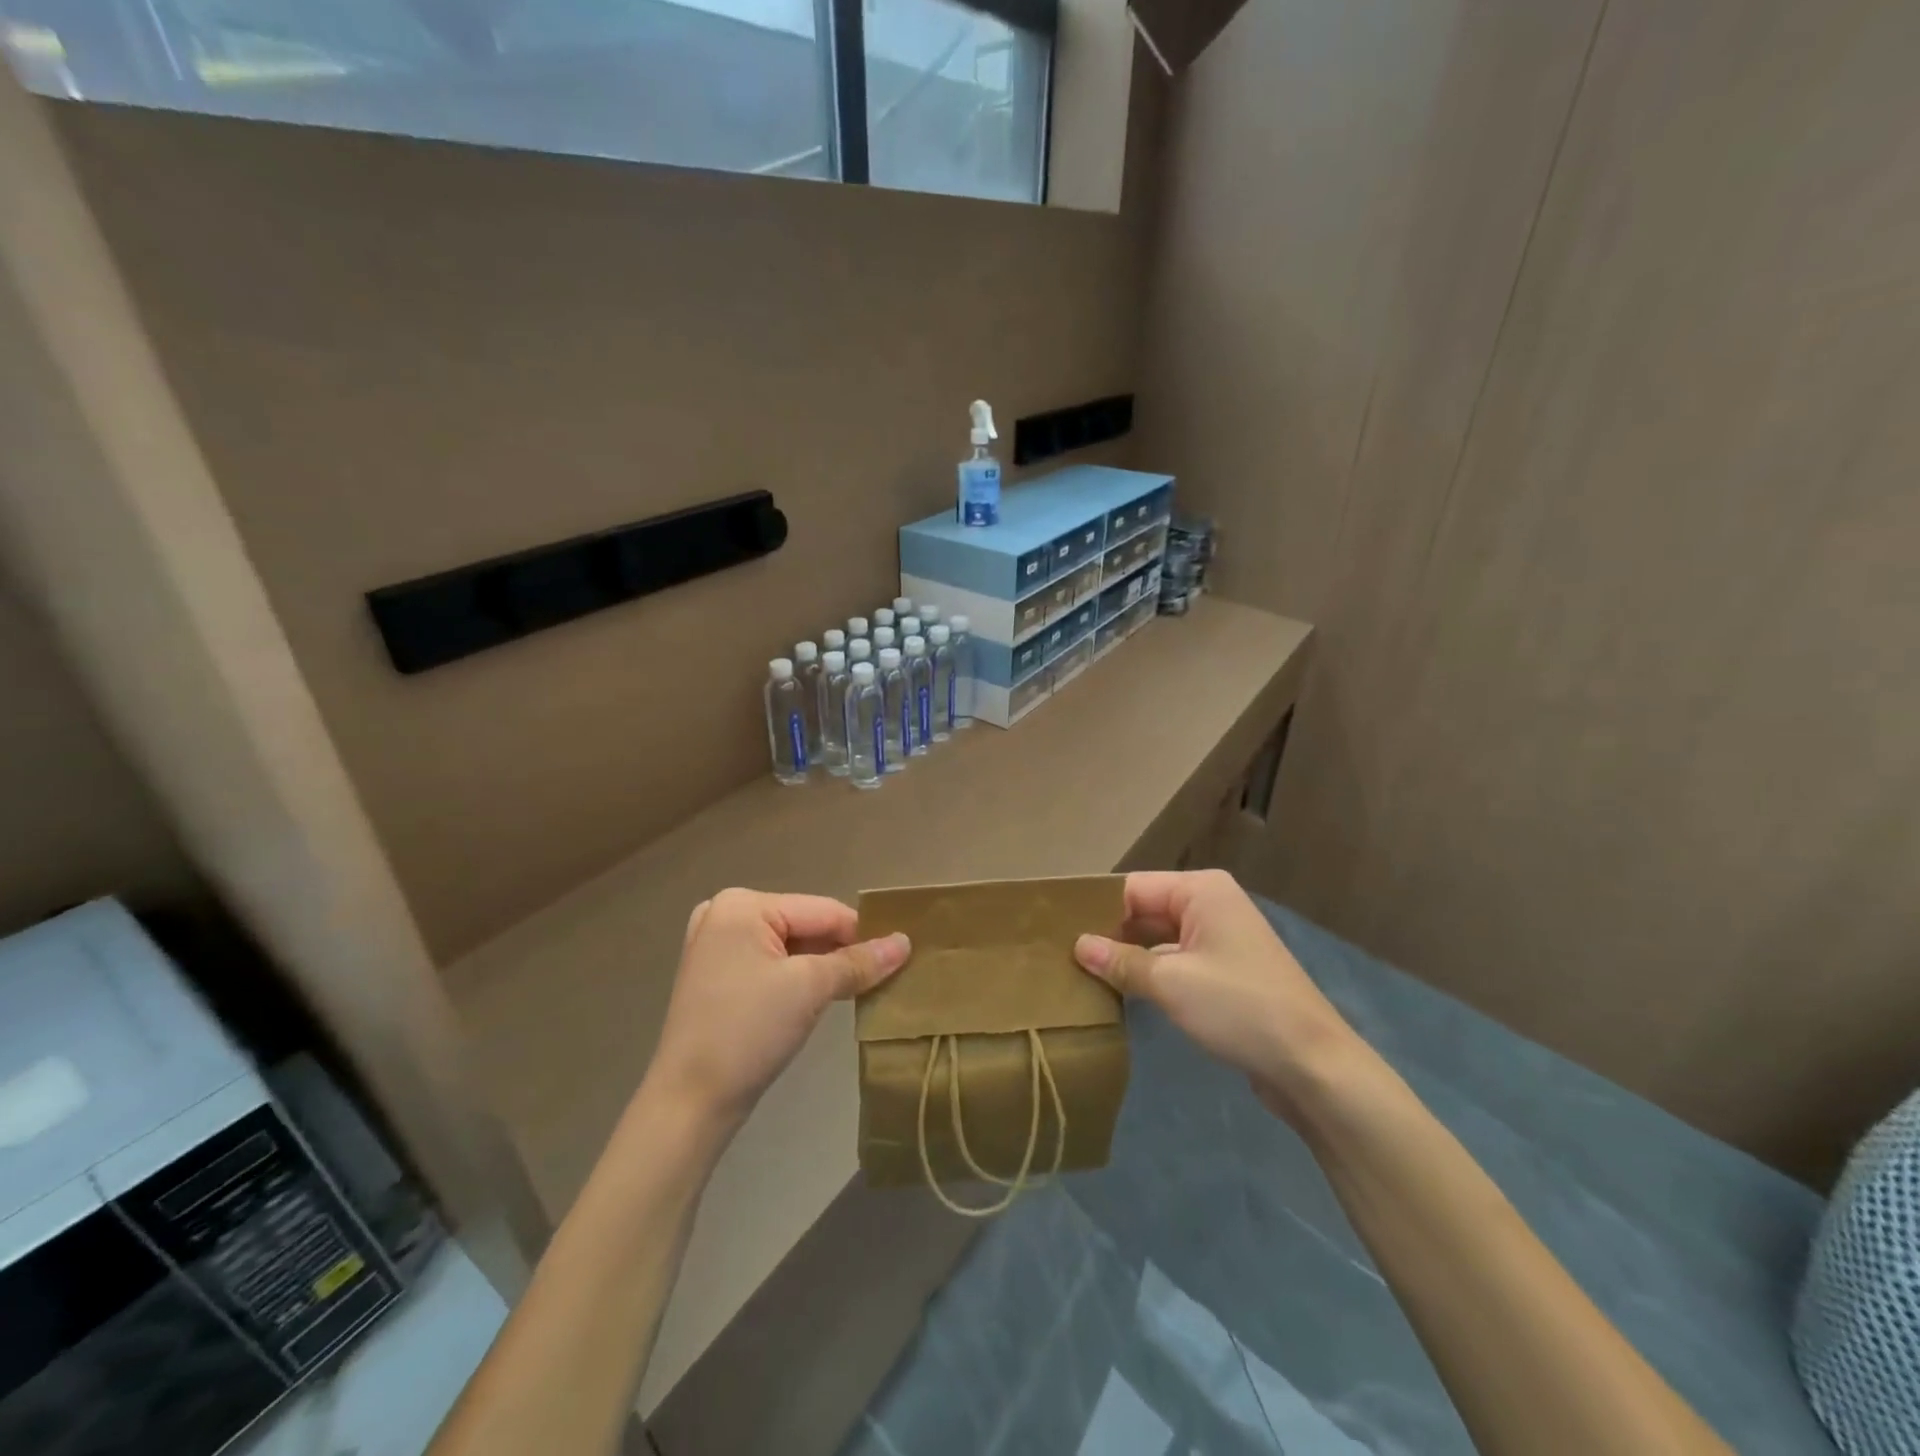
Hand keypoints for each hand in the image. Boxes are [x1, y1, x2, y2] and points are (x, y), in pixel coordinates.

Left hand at [646, 888, 910, 1131]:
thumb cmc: (748, 1031)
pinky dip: (800, 979)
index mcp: (742, 904)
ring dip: (824, 967)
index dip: (864, 933)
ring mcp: (717, 946)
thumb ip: (859, 962)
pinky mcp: (718, 977)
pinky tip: (826, 997)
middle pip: (806, 925)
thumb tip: (905, 943)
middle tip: (884, 977)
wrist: (689, 1104)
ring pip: (791, 947)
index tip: (901, 957)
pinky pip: (772, 965)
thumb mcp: (810, 989)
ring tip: (863, 988)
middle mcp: (725, 914)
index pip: (823, 910)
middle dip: (843, 952)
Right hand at [1074, 869, 1363, 1122]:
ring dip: (1127, 957)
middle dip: (1109, 933)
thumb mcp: (1170, 983)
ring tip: (1080, 974)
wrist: (1313, 1065)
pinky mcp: (1225, 970)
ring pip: (1158, 938)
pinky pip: (1176, 960)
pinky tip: (1119, 992)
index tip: (1056, 931)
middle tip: (1061, 956)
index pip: (1133, 887)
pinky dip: (1150, 973)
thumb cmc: (1239, 1008)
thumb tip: (1077, 945)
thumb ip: (1120, 962)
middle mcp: (1211, 904)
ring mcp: (1220, 938)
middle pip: (1145, 910)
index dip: (1096, 909)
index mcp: (1201, 890)